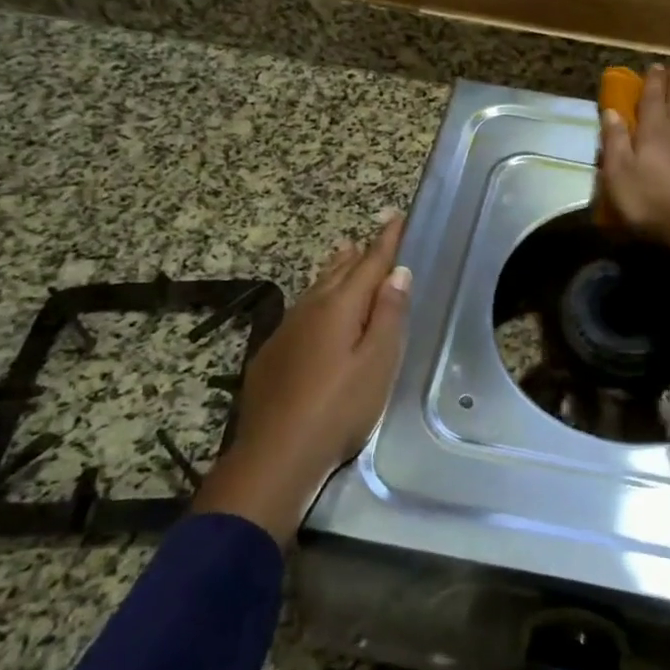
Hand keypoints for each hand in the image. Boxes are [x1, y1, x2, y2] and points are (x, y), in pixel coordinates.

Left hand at [193, 216, 411, 543]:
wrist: (276, 454)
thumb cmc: (339, 408)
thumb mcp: (379, 363)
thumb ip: (389, 315)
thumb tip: (397, 273)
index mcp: (340, 307)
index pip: (369, 264)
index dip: (385, 241)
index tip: (395, 216)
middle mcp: (310, 309)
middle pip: (339, 271)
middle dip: (359, 253)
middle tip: (371, 235)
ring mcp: (286, 330)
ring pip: (316, 288)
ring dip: (334, 269)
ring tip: (344, 253)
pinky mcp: (272, 353)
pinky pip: (302, 310)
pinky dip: (317, 296)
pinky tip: (316, 309)